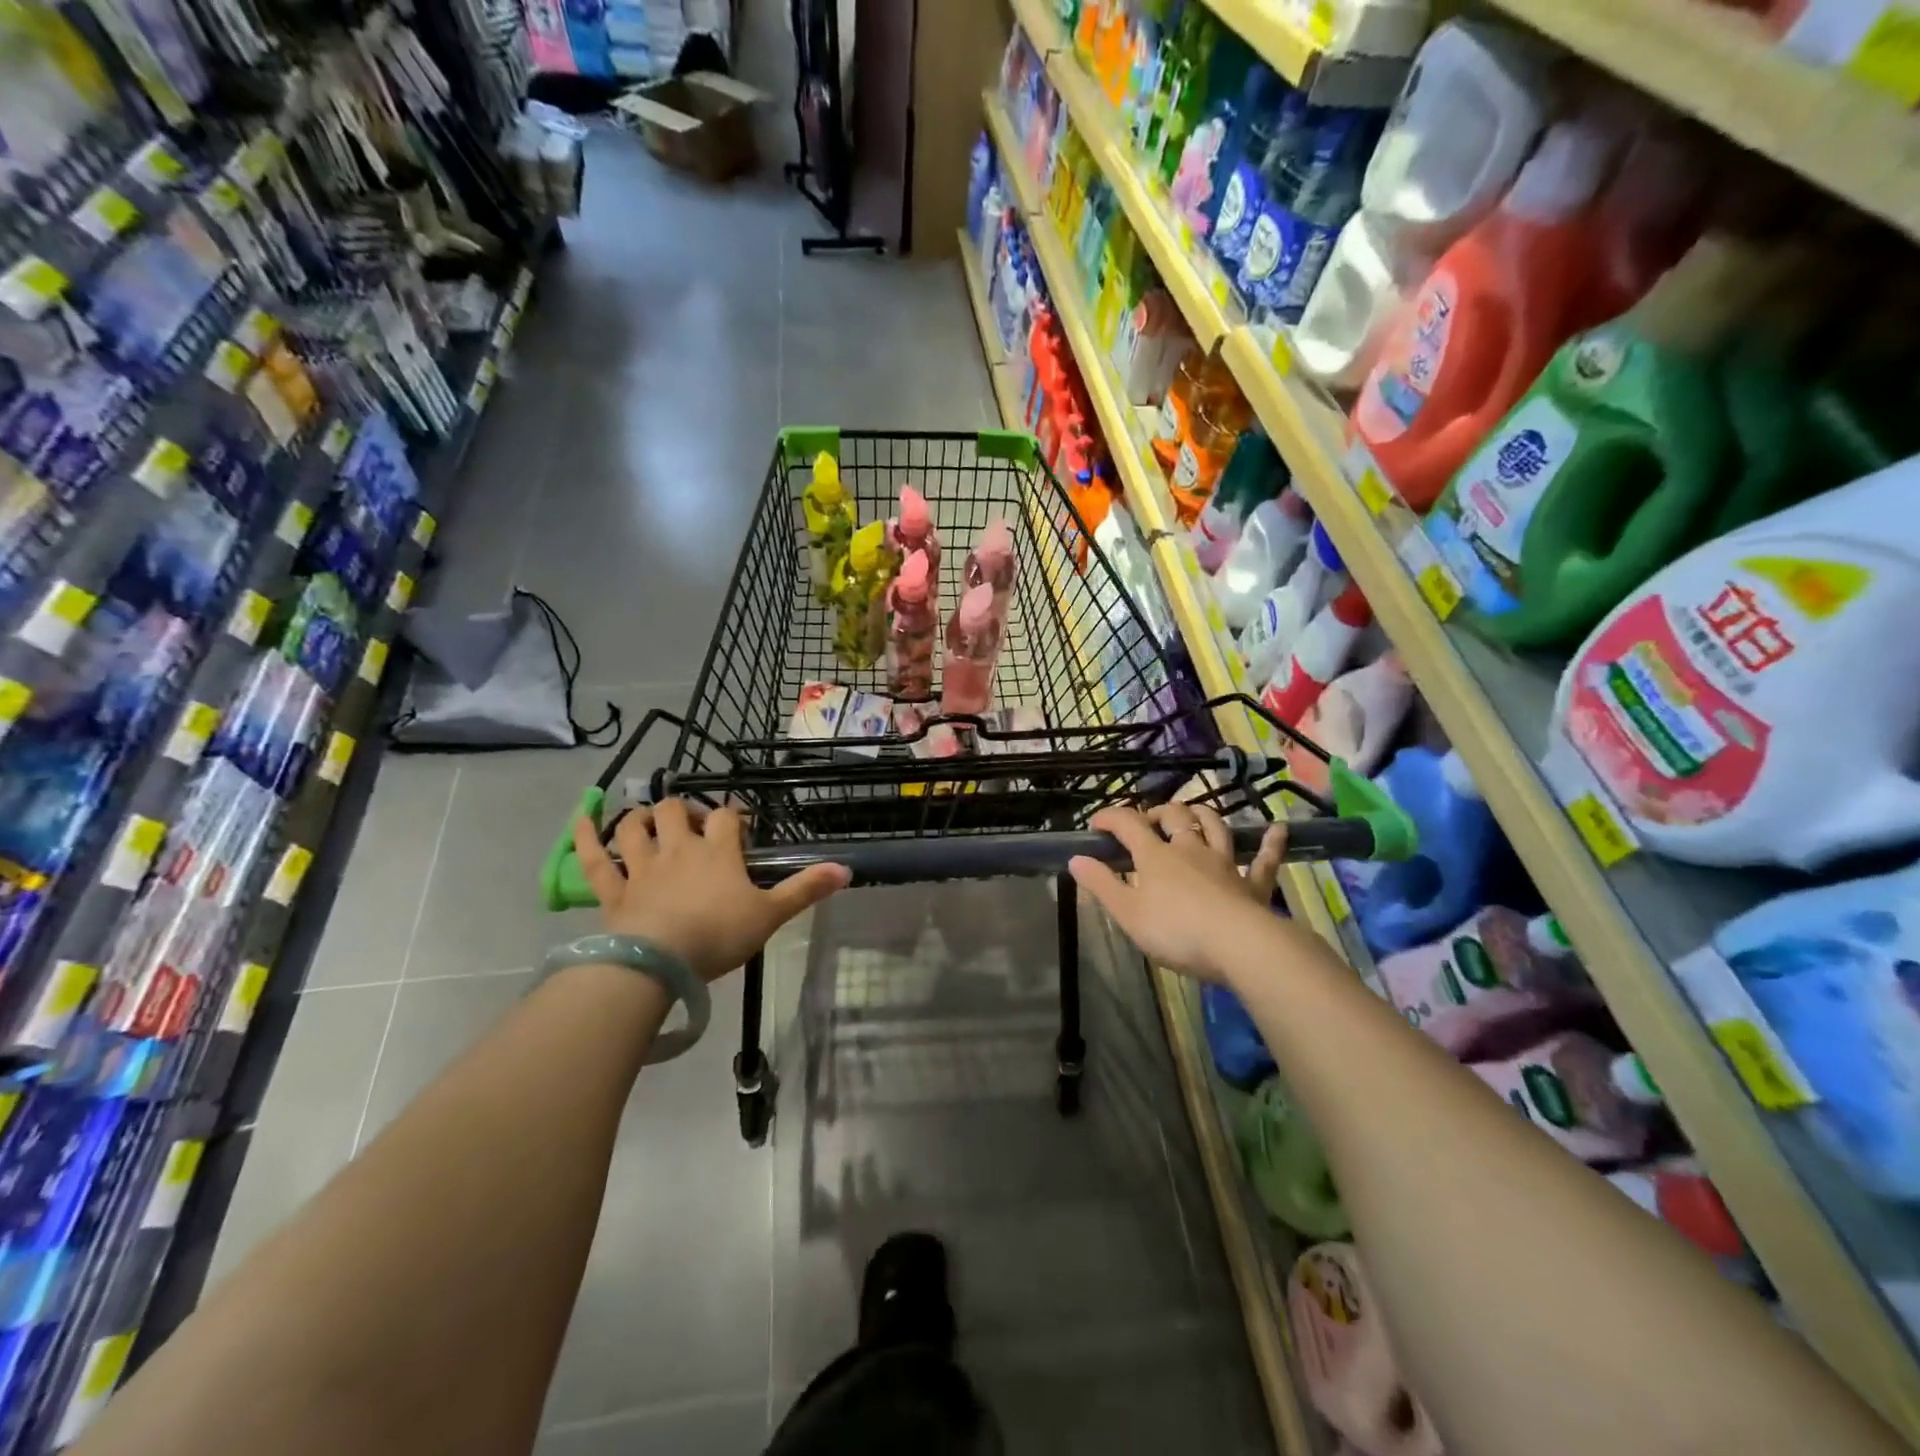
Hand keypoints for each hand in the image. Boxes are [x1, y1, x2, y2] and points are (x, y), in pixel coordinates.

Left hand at [571, 801, 849, 981]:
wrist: (659, 961)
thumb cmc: (719, 935)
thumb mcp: (771, 914)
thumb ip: (806, 890)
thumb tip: (847, 869)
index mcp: (718, 852)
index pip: (729, 817)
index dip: (736, 816)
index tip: (742, 825)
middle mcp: (679, 849)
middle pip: (678, 811)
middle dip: (685, 810)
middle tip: (694, 825)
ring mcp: (642, 866)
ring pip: (636, 827)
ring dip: (641, 817)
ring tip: (649, 819)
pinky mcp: (613, 889)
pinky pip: (595, 858)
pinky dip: (587, 836)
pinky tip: (582, 818)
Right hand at [1068, 803, 1291, 981]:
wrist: (1240, 945)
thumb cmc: (1176, 930)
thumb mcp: (1127, 912)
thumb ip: (1101, 885)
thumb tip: (1076, 859)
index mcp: (1156, 856)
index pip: (1128, 824)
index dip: (1111, 817)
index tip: (1097, 823)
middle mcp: (1190, 849)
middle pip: (1175, 817)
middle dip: (1160, 812)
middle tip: (1150, 820)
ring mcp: (1225, 863)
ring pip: (1215, 827)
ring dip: (1204, 815)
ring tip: (1195, 813)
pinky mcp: (1253, 884)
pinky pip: (1265, 860)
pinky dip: (1271, 843)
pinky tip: (1278, 829)